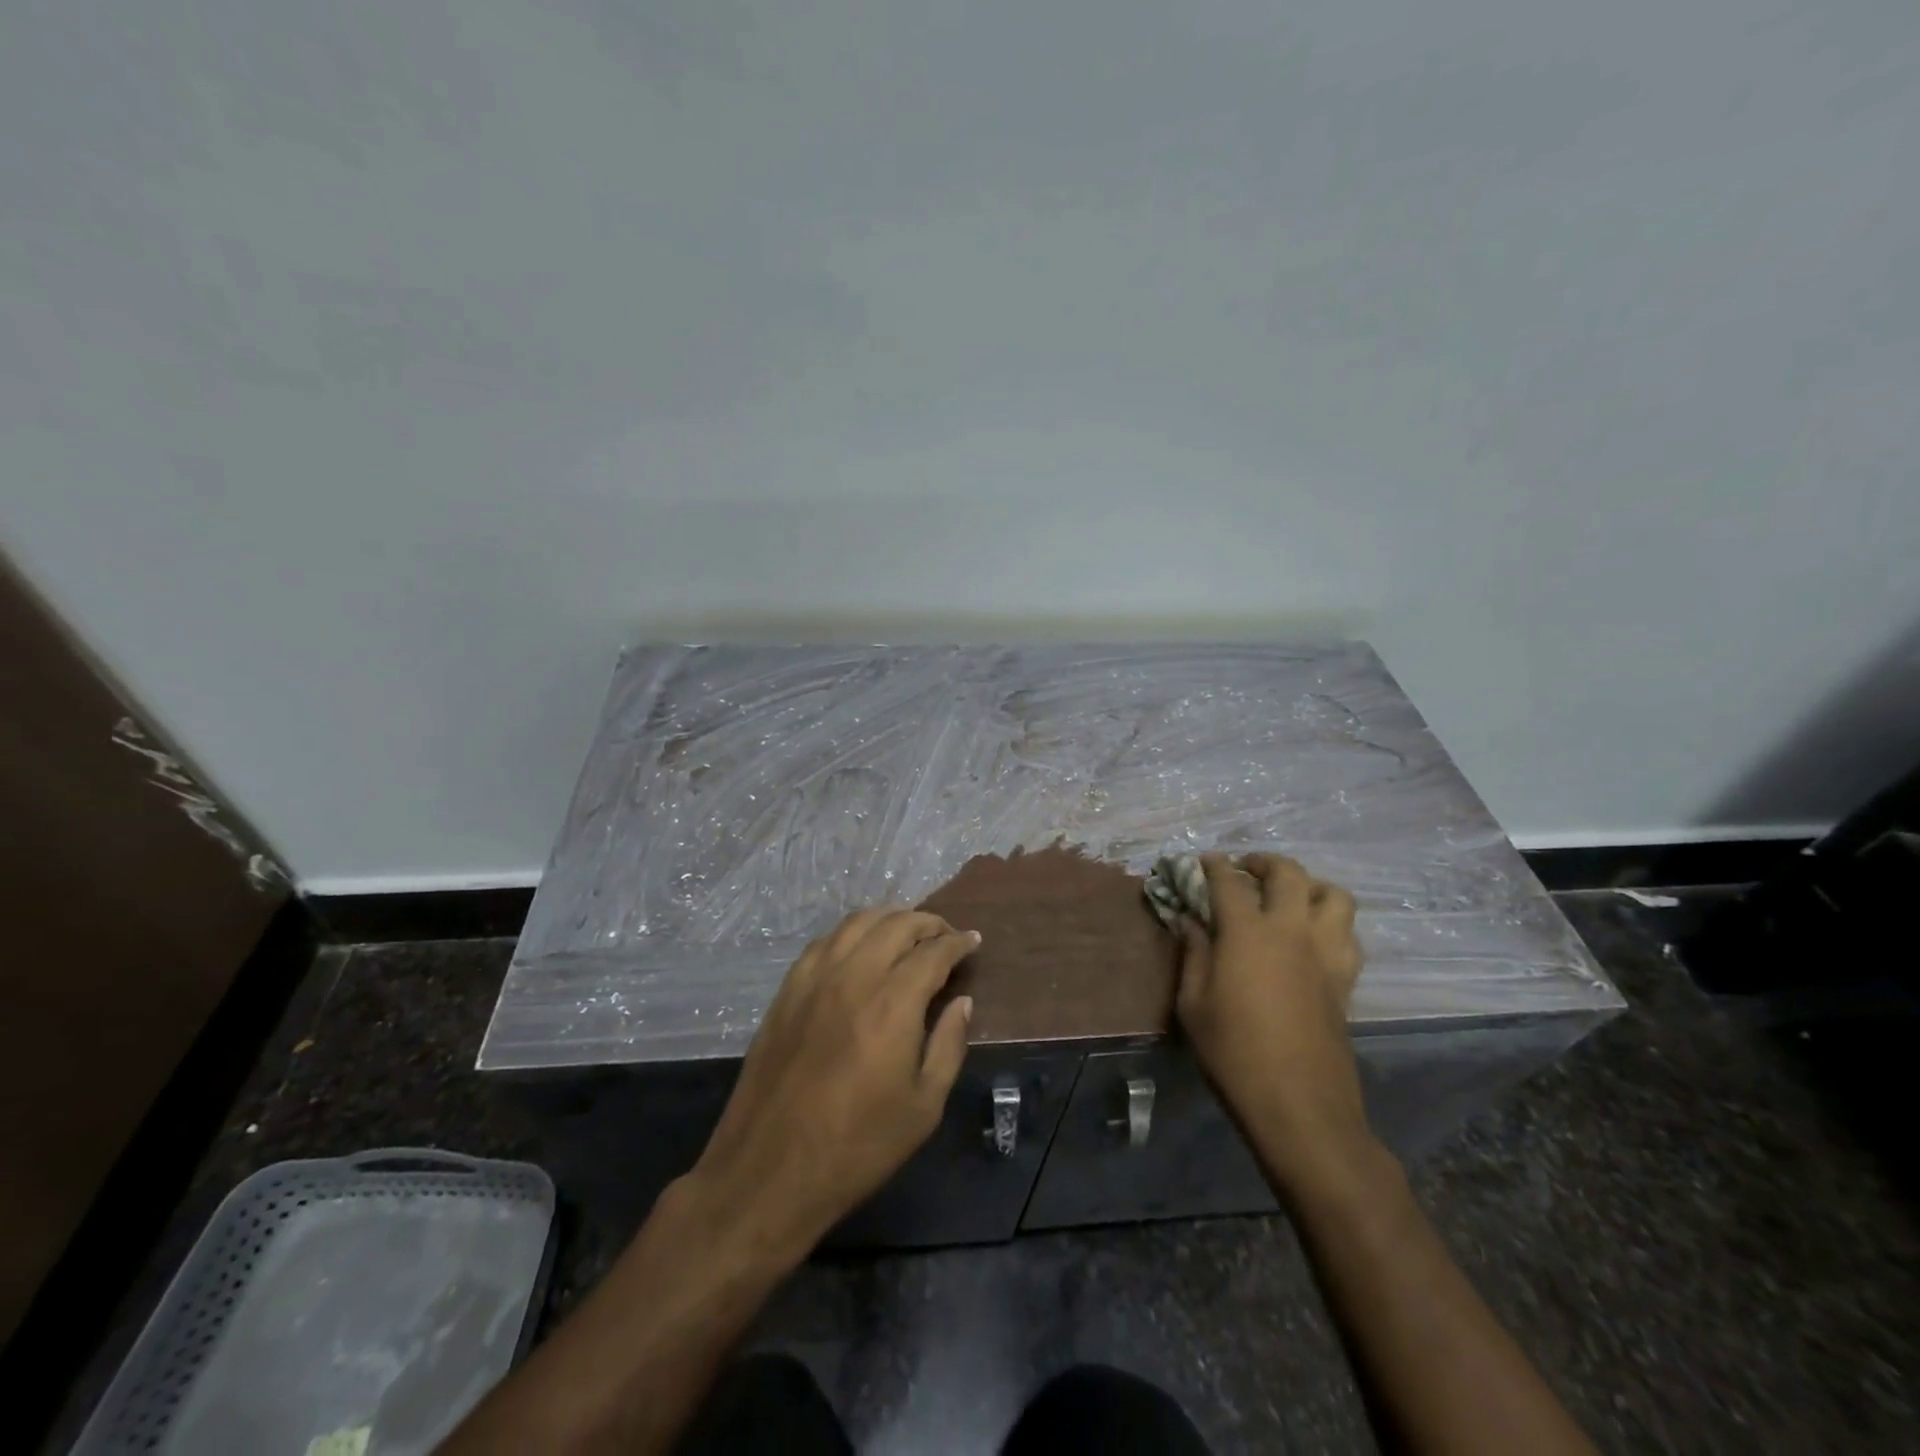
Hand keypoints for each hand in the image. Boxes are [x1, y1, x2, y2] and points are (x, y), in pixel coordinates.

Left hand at [685, 908, 976, 1258]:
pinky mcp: (787, 990)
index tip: (973, 941)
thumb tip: (962, 1001)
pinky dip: (852, 933)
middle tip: (945, 935)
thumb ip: (948, 1044)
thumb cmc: (857, 1146)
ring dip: (889, 918)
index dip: (958, 942)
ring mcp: (814, 978)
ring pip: (857, 922)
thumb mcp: (923, 1106)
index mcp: (893, 1002)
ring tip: (907, 933)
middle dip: (928, 923)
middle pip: (896, 924)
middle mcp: (854, 975)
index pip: (933, 951)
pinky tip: (860, 949)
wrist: (770, 1171)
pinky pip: (825, 941)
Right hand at [1176, 853, 1369, 1191]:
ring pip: (1333, 894)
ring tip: (1288, 897)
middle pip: (1288, 873)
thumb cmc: (1233, 1053)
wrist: (1299, 1105)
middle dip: (1263, 862)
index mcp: (1248, 933)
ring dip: (1309, 885)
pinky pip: (1347, 932)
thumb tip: (1189, 920)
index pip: (1228, 881)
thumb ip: (1193, 953)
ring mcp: (1326, 953)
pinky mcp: (1345, 979)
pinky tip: (1311, 937)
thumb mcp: (1193, 1004)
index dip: (1212, 866)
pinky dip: (1330, 921)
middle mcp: (1292, 930)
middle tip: (1244, 870)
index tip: (1201, 862)